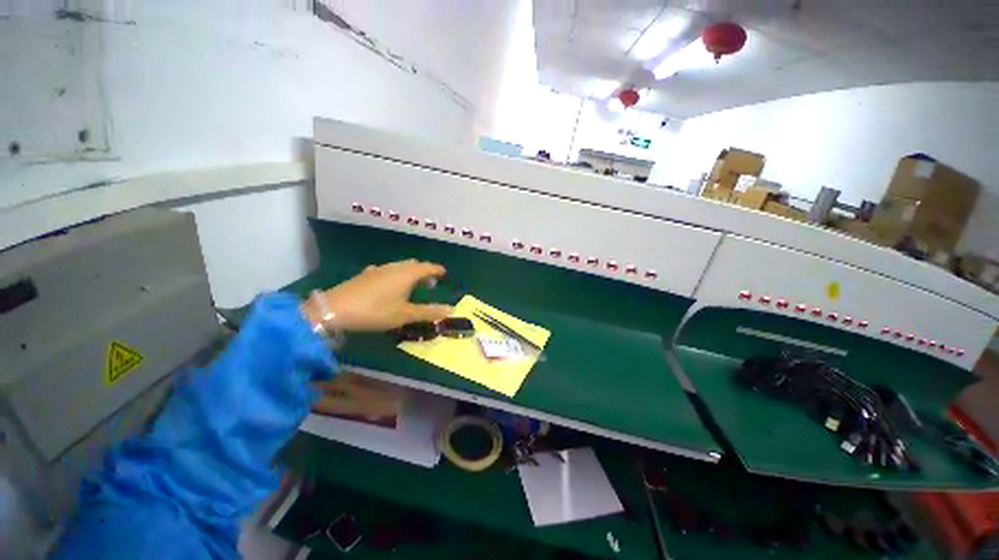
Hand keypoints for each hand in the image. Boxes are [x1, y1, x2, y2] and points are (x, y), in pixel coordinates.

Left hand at [304, 260, 452, 331]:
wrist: (334, 309)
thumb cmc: (376, 311)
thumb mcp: (405, 314)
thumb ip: (429, 312)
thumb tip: (451, 310)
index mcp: (407, 274)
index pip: (427, 267)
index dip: (437, 270)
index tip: (444, 273)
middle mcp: (394, 267)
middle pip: (413, 264)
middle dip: (424, 271)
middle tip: (429, 283)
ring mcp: (378, 270)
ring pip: (399, 266)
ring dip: (409, 273)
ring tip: (412, 285)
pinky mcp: (365, 275)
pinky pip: (387, 271)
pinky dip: (395, 275)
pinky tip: (389, 285)